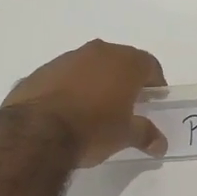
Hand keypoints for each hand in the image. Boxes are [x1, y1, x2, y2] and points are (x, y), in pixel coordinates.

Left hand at [3, 39, 168, 166]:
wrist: (36, 132)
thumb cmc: (92, 129)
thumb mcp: (124, 136)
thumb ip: (145, 134)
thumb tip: (160, 143)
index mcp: (124, 63)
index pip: (149, 64)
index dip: (155, 82)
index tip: (154, 100)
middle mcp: (97, 52)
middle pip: (119, 61)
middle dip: (125, 80)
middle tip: (127, 104)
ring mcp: (66, 58)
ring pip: (90, 65)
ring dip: (96, 81)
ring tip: (95, 109)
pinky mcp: (41, 70)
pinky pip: (65, 76)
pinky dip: (71, 87)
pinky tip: (67, 111)